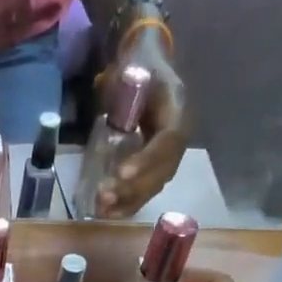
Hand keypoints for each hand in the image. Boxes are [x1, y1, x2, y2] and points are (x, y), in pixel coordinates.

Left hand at [95, 30, 187, 217]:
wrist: (148, 71)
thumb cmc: (140, 68)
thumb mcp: (135, 67)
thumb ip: (126, 81)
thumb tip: (107, 88)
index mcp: (178, 112)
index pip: (168, 142)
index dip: (147, 160)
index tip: (122, 173)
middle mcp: (179, 139)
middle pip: (161, 171)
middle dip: (132, 188)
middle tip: (104, 196)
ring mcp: (169, 156)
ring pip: (153, 185)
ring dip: (128, 200)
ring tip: (102, 209)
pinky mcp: (156, 168)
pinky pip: (145, 190)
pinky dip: (127, 203)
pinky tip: (106, 213)